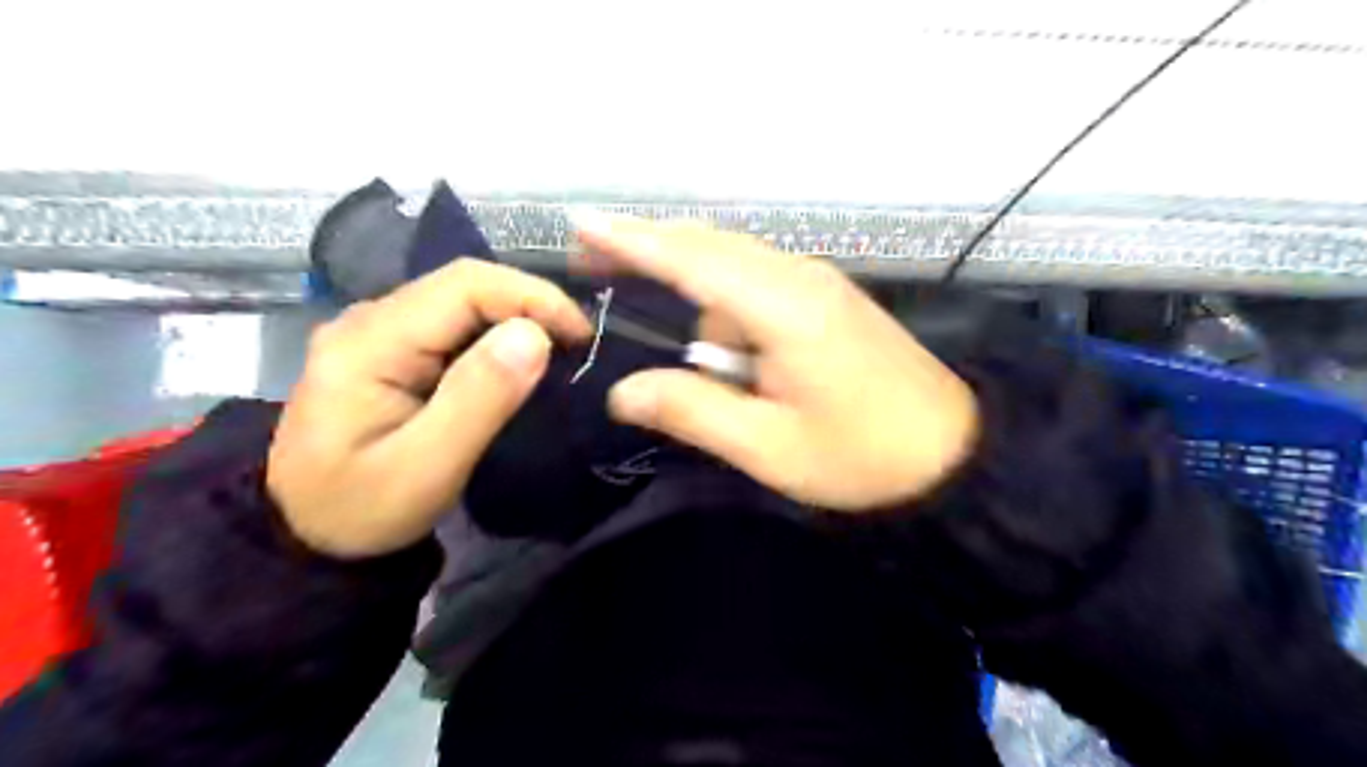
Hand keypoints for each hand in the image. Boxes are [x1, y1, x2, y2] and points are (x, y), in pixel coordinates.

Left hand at [263, 256, 588, 557]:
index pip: (464, 285)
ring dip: (517, 318)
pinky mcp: (389, 349)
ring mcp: (376, 331)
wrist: (308, 538)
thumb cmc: (365, 509)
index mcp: (369, 341)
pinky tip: (520, 360)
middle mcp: (368, 320)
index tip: (581, 335)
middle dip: (530, 306)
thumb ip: (478, 398)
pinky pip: (453, 324)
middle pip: (463, 285)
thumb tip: (534, 335)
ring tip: (560, 351)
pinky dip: (497, 335)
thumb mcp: (426, 467)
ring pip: (461, 301)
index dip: (531, 297)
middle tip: (579, 346)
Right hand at [574, 214, 977, 511]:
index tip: (580, 223)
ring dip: (700, 309)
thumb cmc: (862, 457)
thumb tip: (622, 392)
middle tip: (596, 270)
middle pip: (710, 248)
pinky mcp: (828, 301)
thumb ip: (692, 411)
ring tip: (719, 380)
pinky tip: (736, 360)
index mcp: (785, 308)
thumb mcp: (769, 447)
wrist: (954, 454)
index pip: (694, 259)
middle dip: (651, 252)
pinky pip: (758, 287)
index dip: (633, 239)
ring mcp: (818, 285)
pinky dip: (727, 311)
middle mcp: (800, 278)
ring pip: (733, 271)